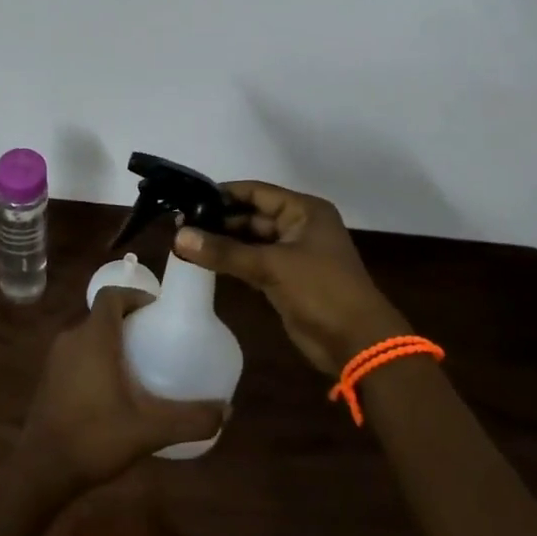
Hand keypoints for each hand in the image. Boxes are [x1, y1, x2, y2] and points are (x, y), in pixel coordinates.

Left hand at [14, 288, 226, 499]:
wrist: (41, 471)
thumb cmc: (94, 438)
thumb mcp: (148, 430)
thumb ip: (189, 419)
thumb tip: (226, 410)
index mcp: (94, 337)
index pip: (112, 295)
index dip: (135, 296)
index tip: (158, 312)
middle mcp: (72, 338)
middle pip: (102, 315)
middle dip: (129, 321)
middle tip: (156, 340)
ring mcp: (56, 359)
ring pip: (89, 336)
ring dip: (112, 342)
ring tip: (140, 365)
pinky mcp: (49, 379)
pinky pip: (77, 354)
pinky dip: (96, 359)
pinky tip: (113, 390)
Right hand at [175, 180, 409, 376]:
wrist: (357, 343)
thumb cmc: (321, 291)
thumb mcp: (271, 266)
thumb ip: (224, 251)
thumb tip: (179, 236)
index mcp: (304, 210)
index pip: (256, 192)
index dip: (223, 193)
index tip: (188, 198)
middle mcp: (299, 226)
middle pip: (252, 215)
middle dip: (219, 220)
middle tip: (180, 224)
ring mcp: (293, 254)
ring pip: (251, 240)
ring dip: (223, 242)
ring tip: (184, 241)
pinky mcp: (286, 279)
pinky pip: (253, 262)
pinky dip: (232, 261)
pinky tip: (204, 261)